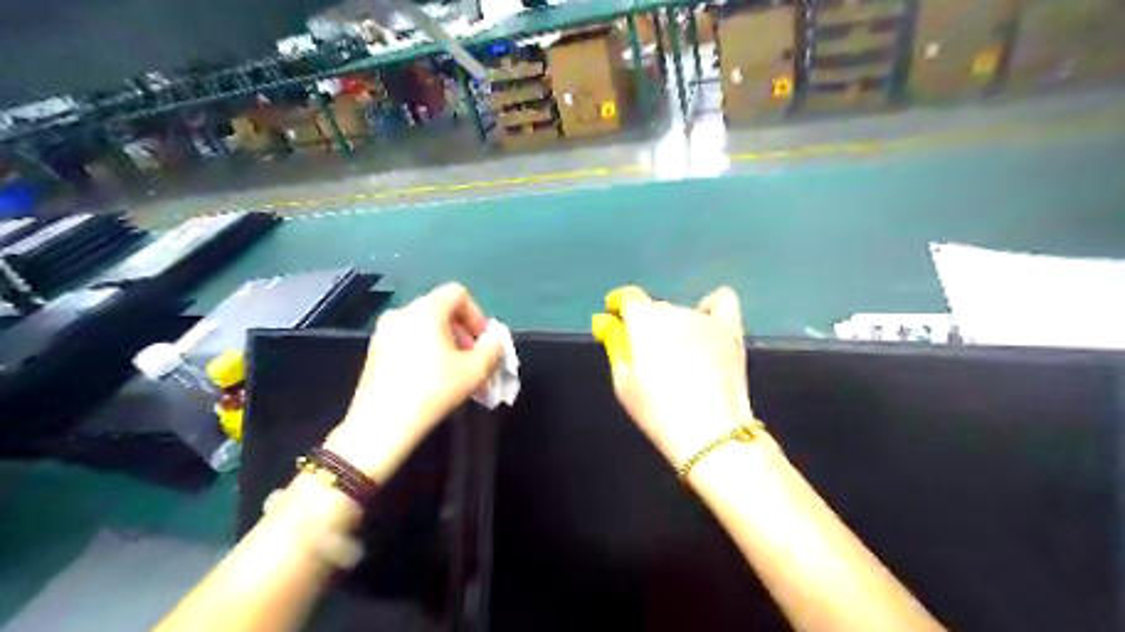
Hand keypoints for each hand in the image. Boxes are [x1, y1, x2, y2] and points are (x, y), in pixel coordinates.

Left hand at [326, 285, 499, 481]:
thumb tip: (494, 341)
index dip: (477, 315)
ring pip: (424, 329)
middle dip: (463, 334)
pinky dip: (425, 353)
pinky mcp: (374, 353)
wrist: (382, 425)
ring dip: (446, 346)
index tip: (483, 343)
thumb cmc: (434, 390)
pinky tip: (431, 381)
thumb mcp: (476, 370)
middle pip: (441, 311)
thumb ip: (493, 349)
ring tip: (455, 374)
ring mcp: (383, 333)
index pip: (458, 294)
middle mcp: (402, 313)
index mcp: (426, 309)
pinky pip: (408, 342)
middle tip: (473, 361)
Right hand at [590, 287, 754, 463]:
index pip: (628, 297)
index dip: (619, 307)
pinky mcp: (730, 330)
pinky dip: (711, 310)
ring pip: (683, 314)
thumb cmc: (657, 411)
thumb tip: (607, 322)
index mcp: (644, 320)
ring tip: (682, 361)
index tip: (616, 321)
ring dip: (677, 329)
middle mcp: (674, 311)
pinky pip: (722, 302)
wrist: (710, 432)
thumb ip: (615, 345)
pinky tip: (707, 327)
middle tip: (651, 360)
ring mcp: (705, 318)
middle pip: (656, 309)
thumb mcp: (623, 382)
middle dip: (648, 327)